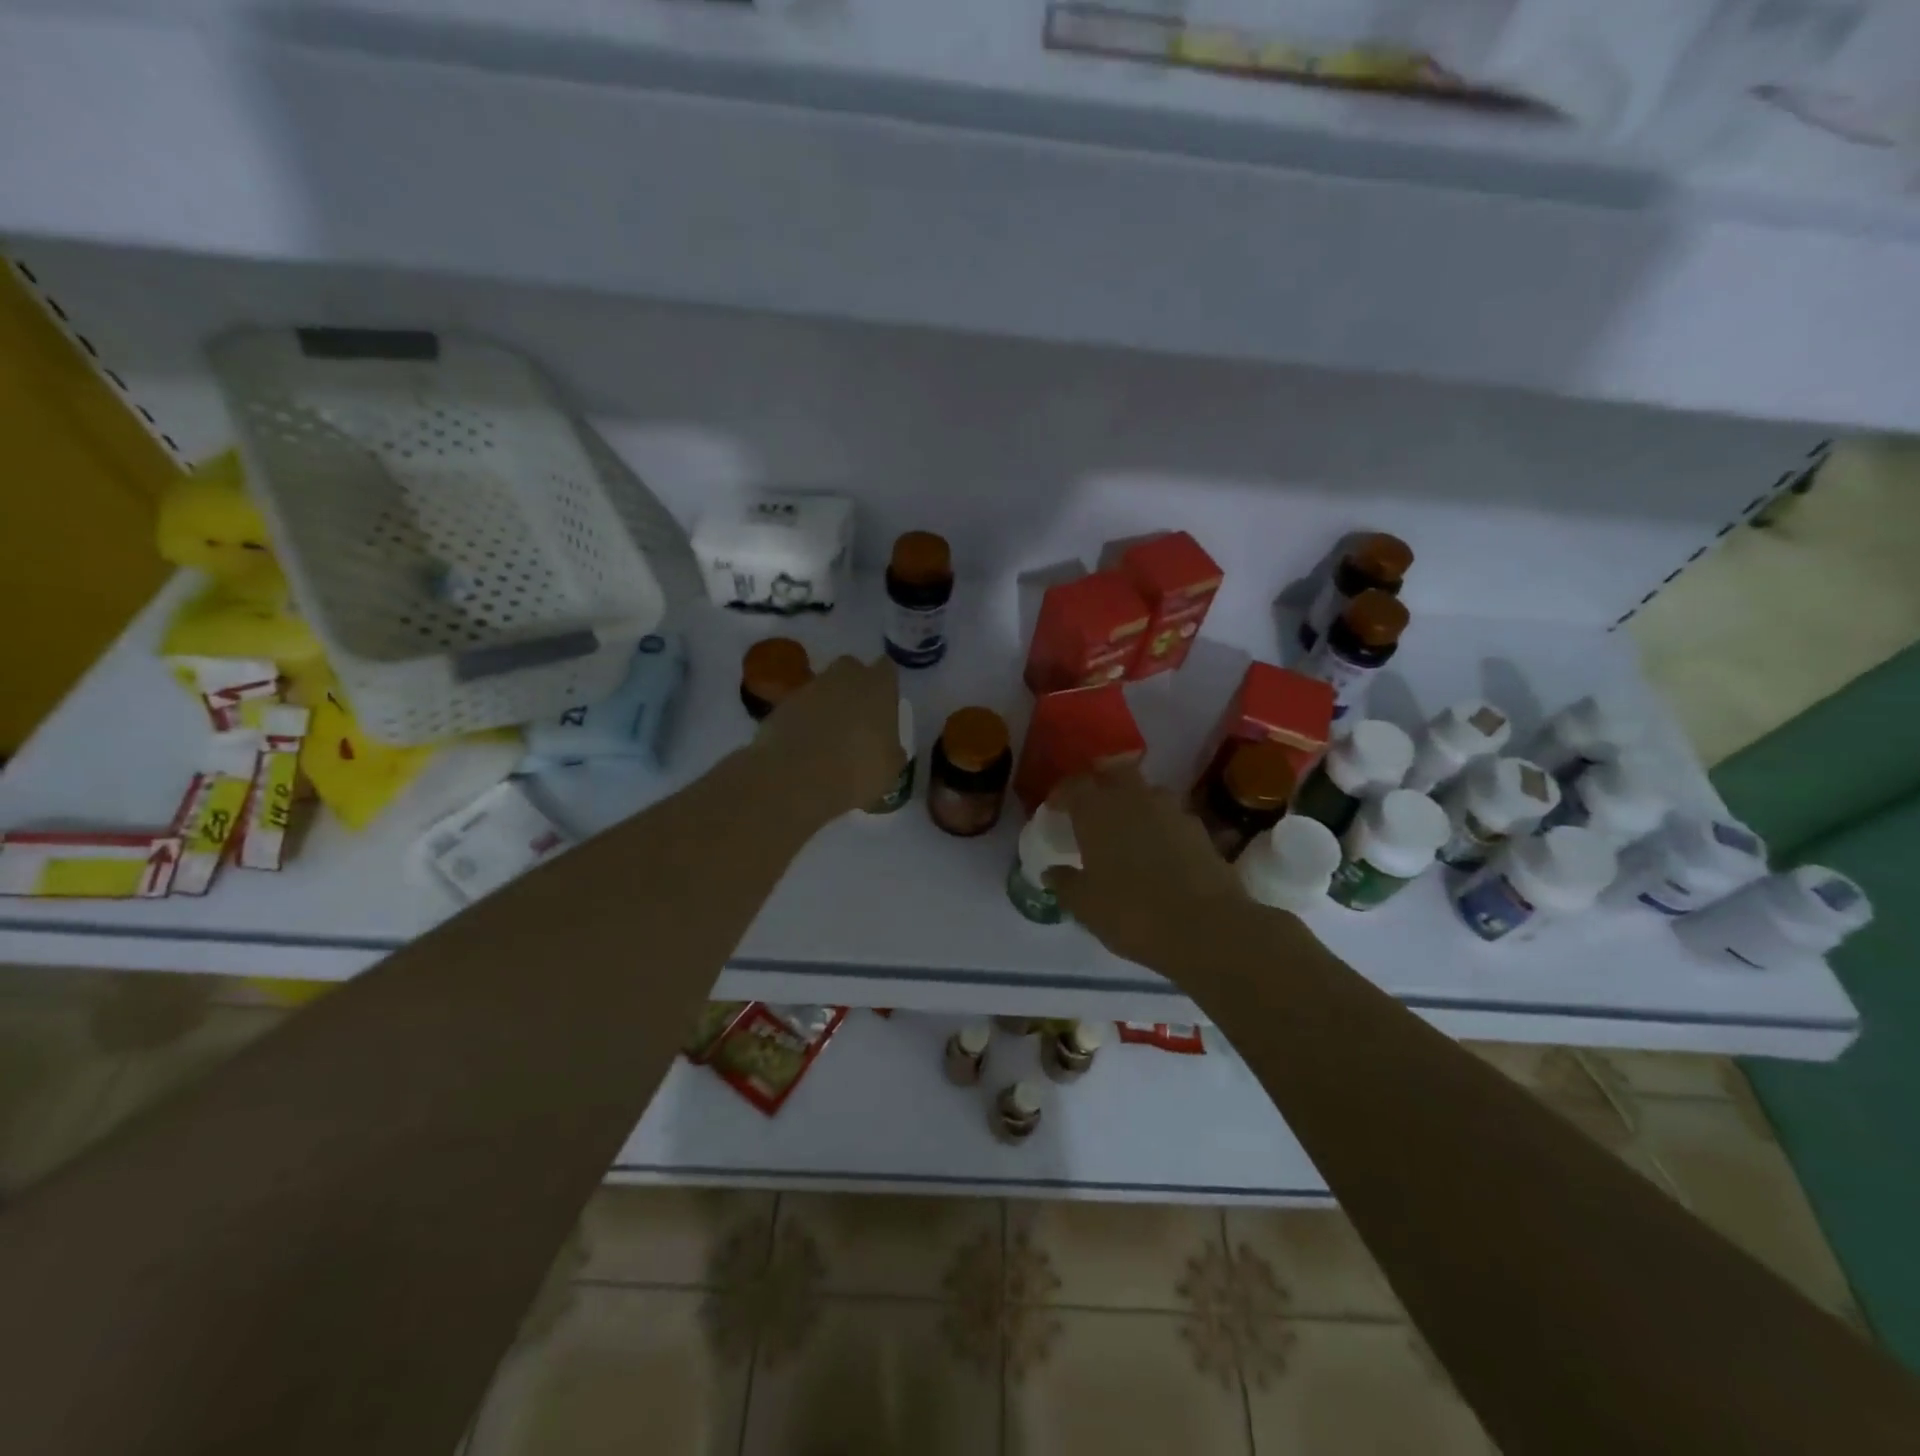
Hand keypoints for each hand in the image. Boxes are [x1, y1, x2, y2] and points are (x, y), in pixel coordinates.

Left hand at [749, 654, 905, 822]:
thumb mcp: (890, 768)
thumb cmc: (857, 773)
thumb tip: (888, 746)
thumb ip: (891, 747)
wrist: (796, 782)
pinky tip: (804, 748)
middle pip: (851, 670)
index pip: (887, 668)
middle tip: (857, 718)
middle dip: (854, 687)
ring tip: (828, 739)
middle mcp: (844, 677)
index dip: (886, 685)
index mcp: (878, 686)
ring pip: (822, 688)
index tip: (886, 705)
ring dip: (826, 705)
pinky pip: (799, 708)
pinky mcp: (781, 706)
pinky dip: (803, 721)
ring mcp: (808, 689)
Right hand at [1045, 768, 1249, 974]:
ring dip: (1134, 803)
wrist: (1206, 928)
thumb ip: (1065, 883)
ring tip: (1127, 830)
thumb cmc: (1132, 913)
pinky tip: (1158, 851)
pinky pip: (1171, 818)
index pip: (1074, 784)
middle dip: (1101, 784)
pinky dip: (1161, 827)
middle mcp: (1134, 798)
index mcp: (1097, 810)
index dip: (1063, 794)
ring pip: (1147, 793)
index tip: (1055, 809)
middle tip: (1092, 807)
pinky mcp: (1200, 829)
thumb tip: (1052, 872)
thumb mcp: (1085, 906)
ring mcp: (1172, 810)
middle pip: (1114, 773)